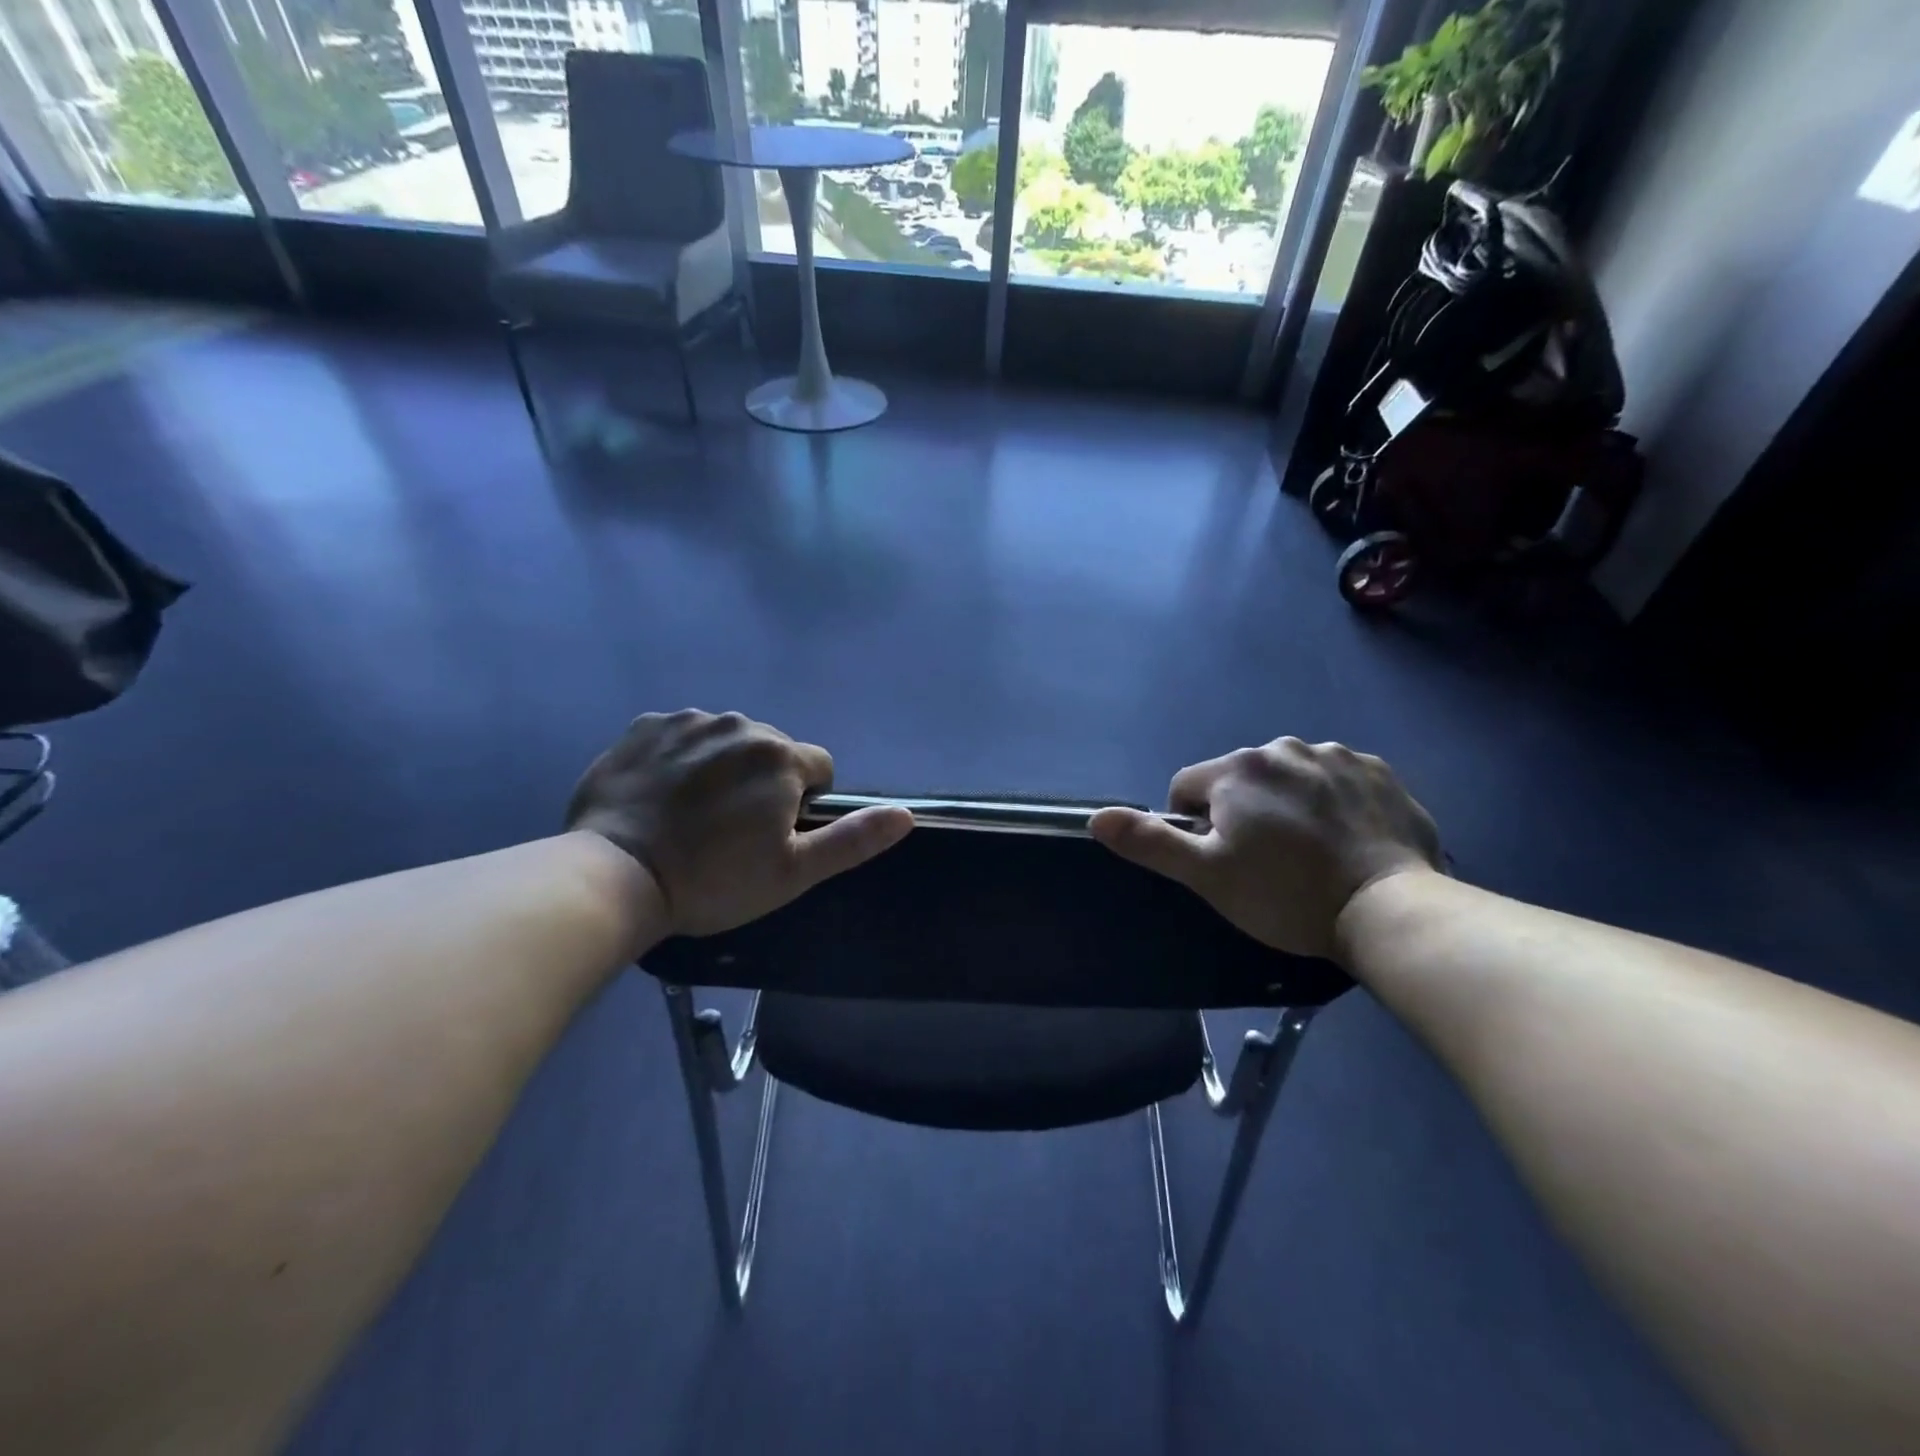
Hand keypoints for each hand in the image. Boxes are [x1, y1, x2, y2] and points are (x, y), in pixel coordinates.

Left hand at [565, 710, 911, 935]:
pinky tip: (660, 795)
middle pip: (771, 751)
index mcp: (780, 757)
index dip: (804, 803)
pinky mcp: (645, 726)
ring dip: (722, 767)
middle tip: (730, 831)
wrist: (614, 876)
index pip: (818, 768)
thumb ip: (852, 839)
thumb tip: (905, 815)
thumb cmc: (713, 880)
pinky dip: (680, 757)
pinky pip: (681, 735)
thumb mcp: (793, 873)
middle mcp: (739, 724)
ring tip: (692, 814)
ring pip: (726, 740)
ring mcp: (687, 720)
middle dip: (763, 781)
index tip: (773, 835)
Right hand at [1090, 738, 1442, 961]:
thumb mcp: (1206, 876)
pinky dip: (1331, 802)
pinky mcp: (1378, 772)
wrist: (1389, 909)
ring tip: (1309, 853)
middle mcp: (1284, 747)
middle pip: (1239, 779)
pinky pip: (1334, 780)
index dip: (1193, 826)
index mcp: (1237, 768)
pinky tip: (1345, 839)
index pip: (1187, 787)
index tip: (1221, 861)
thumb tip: (1095, 818)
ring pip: (1287, 778)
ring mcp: (1336, 755)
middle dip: (1241, 812)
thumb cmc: (1285, 894)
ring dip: (1286, 804)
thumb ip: (1150, 842)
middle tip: (1266, 862)